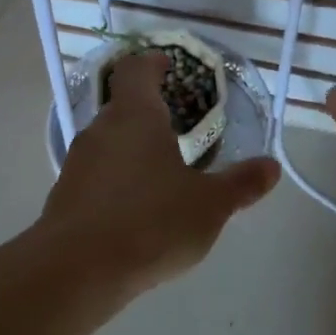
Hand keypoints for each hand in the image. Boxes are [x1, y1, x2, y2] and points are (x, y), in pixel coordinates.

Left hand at [40, 52, 279, 299]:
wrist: (78, 271)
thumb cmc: (151, 222)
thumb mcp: (210, 205)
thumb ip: (241, 183)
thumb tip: (271, 167)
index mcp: (135, 116)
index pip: (136, 70)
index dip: (152, 63)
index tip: (168, 66)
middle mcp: (101, 130)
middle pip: (122, 106)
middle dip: (149, 113)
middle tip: (178, 128)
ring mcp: (78, 163)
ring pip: (108, 142)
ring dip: (132, 148)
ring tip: (161, 171)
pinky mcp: (64, 196)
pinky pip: (96, 175)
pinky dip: (116, 179)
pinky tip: (136, 208)